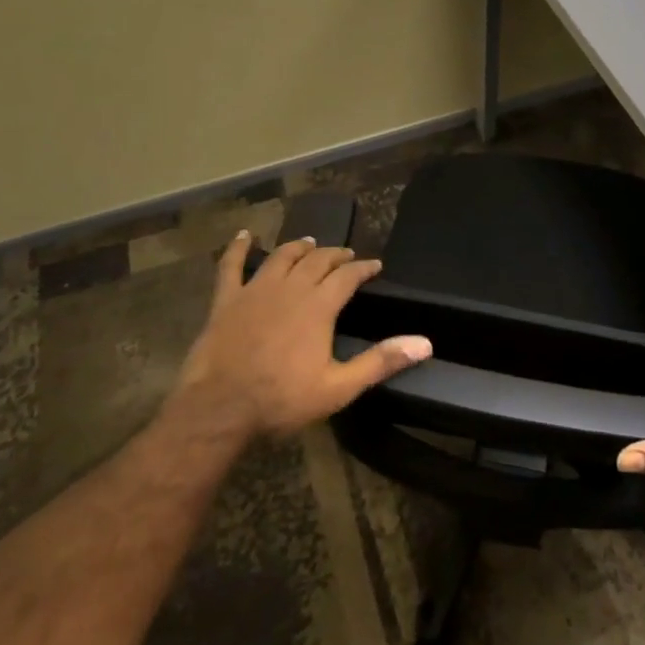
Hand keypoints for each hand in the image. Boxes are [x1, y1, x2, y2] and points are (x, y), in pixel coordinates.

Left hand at [173, 232, 431, 436]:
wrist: (219, 409)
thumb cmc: (282, 400)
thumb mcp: (339, 387)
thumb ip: (381, 362)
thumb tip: (425, 343)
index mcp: (318, 306)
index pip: (348, 276)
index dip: (364, 268)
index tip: (375, 265)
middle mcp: (290, 288)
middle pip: (317, 261)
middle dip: (335, 255)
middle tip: (346, 256)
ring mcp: (255, 290)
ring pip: (281, 257)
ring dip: (299, 248)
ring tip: (310, 243)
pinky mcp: (226, 300)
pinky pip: (230, 266)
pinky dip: (237, 248)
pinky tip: (243, 235)